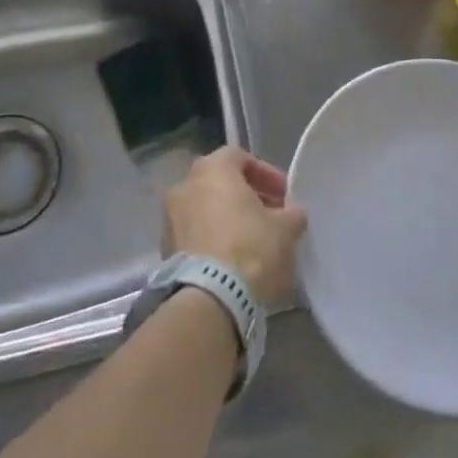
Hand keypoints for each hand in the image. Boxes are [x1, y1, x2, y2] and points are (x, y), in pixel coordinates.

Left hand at [165, 148, 306, 305]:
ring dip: (228, 219)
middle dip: (247, 197)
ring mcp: (170, 218)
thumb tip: (292, 213)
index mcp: (212, 169)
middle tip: (271, 217)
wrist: (209, 299)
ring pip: (206, 210)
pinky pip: (195, 235)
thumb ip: (291, 214)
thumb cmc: (250, 248)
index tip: (284, 196)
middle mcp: (185, 185)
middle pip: (221, 183)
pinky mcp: (165, 249)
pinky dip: (213, 240)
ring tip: (253, 242)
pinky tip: (233, 261)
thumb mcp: (285, 229)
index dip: (265, 174)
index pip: (240, 157)